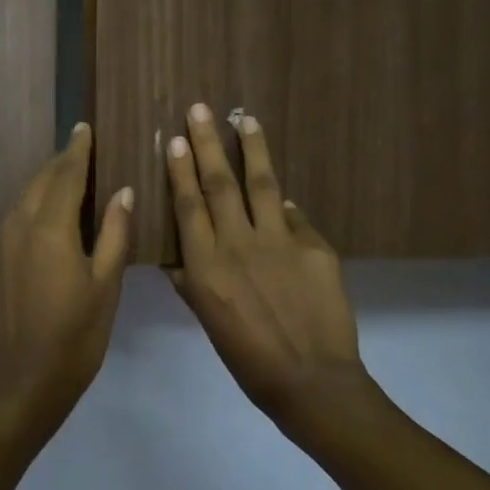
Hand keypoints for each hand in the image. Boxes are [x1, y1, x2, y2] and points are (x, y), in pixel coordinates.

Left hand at [0, 123, 133, 426]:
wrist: (21, 386)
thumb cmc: (76, 337)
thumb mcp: (106, 285)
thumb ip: (115, 234)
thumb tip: (123, 191)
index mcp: (49, 228)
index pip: (65, 174)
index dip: (77, 149)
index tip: (84, 127)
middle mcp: (17, 227)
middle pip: (39, 182)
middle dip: (60, 164)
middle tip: (79, 152)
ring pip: (21, 203)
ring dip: (43, 187)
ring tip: (64, 184)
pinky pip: (10, 227)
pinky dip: (29, 215)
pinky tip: (43, 228)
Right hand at [166, 105, 365, 423]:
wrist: (311, 381)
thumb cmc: (248, 360)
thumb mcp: (209, 322)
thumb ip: (193, 283)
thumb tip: (184, 255)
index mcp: (206, 266)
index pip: (189, 205)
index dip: (180, 169)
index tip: (174, 138)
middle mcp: (238, 244)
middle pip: (220, 183)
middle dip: (207, 142)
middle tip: (201, 109)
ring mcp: (280, 241)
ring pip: (261, 184)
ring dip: (251, 148)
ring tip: (245, 119)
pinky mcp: (315, 246)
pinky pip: (294, 217)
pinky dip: (283, 204)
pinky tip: (279, 194)